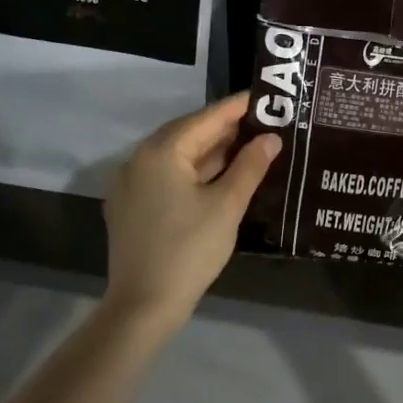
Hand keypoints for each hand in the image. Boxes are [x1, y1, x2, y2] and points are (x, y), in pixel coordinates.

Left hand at [102, 93, 280, 326]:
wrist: (144, 305)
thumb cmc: (190, 249)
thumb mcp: (227, 205)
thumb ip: (250, 166)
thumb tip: (271, 138)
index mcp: (161, 152)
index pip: (206, 118)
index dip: (238, 107)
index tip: (266, 97)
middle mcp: (139, 159)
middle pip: (188, 132)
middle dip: (225, 127)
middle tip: (262, 121)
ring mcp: (131, 184)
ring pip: (176, 155)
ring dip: (210, 149)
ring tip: (247, 145)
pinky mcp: (131, 206)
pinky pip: (166, 175)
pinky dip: (194, 169)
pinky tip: (219, 175)